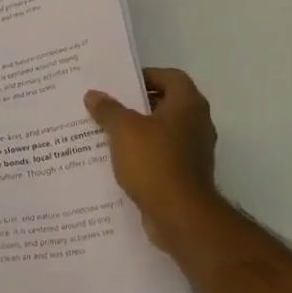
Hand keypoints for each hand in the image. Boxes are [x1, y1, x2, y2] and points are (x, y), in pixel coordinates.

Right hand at [84, 68, 219, 250]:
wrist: (180, 216)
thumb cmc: (154, 161)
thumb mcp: (123, 129)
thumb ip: (108, 109)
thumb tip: (93, 94)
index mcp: (188, 104)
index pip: (170, 77)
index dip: (147, 76)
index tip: (121, 84)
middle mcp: (198, 123)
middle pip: (167, 104)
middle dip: (138, 105)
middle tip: (110, 106)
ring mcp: (196, 151)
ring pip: (164, 132)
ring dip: (140, 132)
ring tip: (109, 133)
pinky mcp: (188, 176)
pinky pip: (164, 156)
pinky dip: (145, 155)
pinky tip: (121, 161)